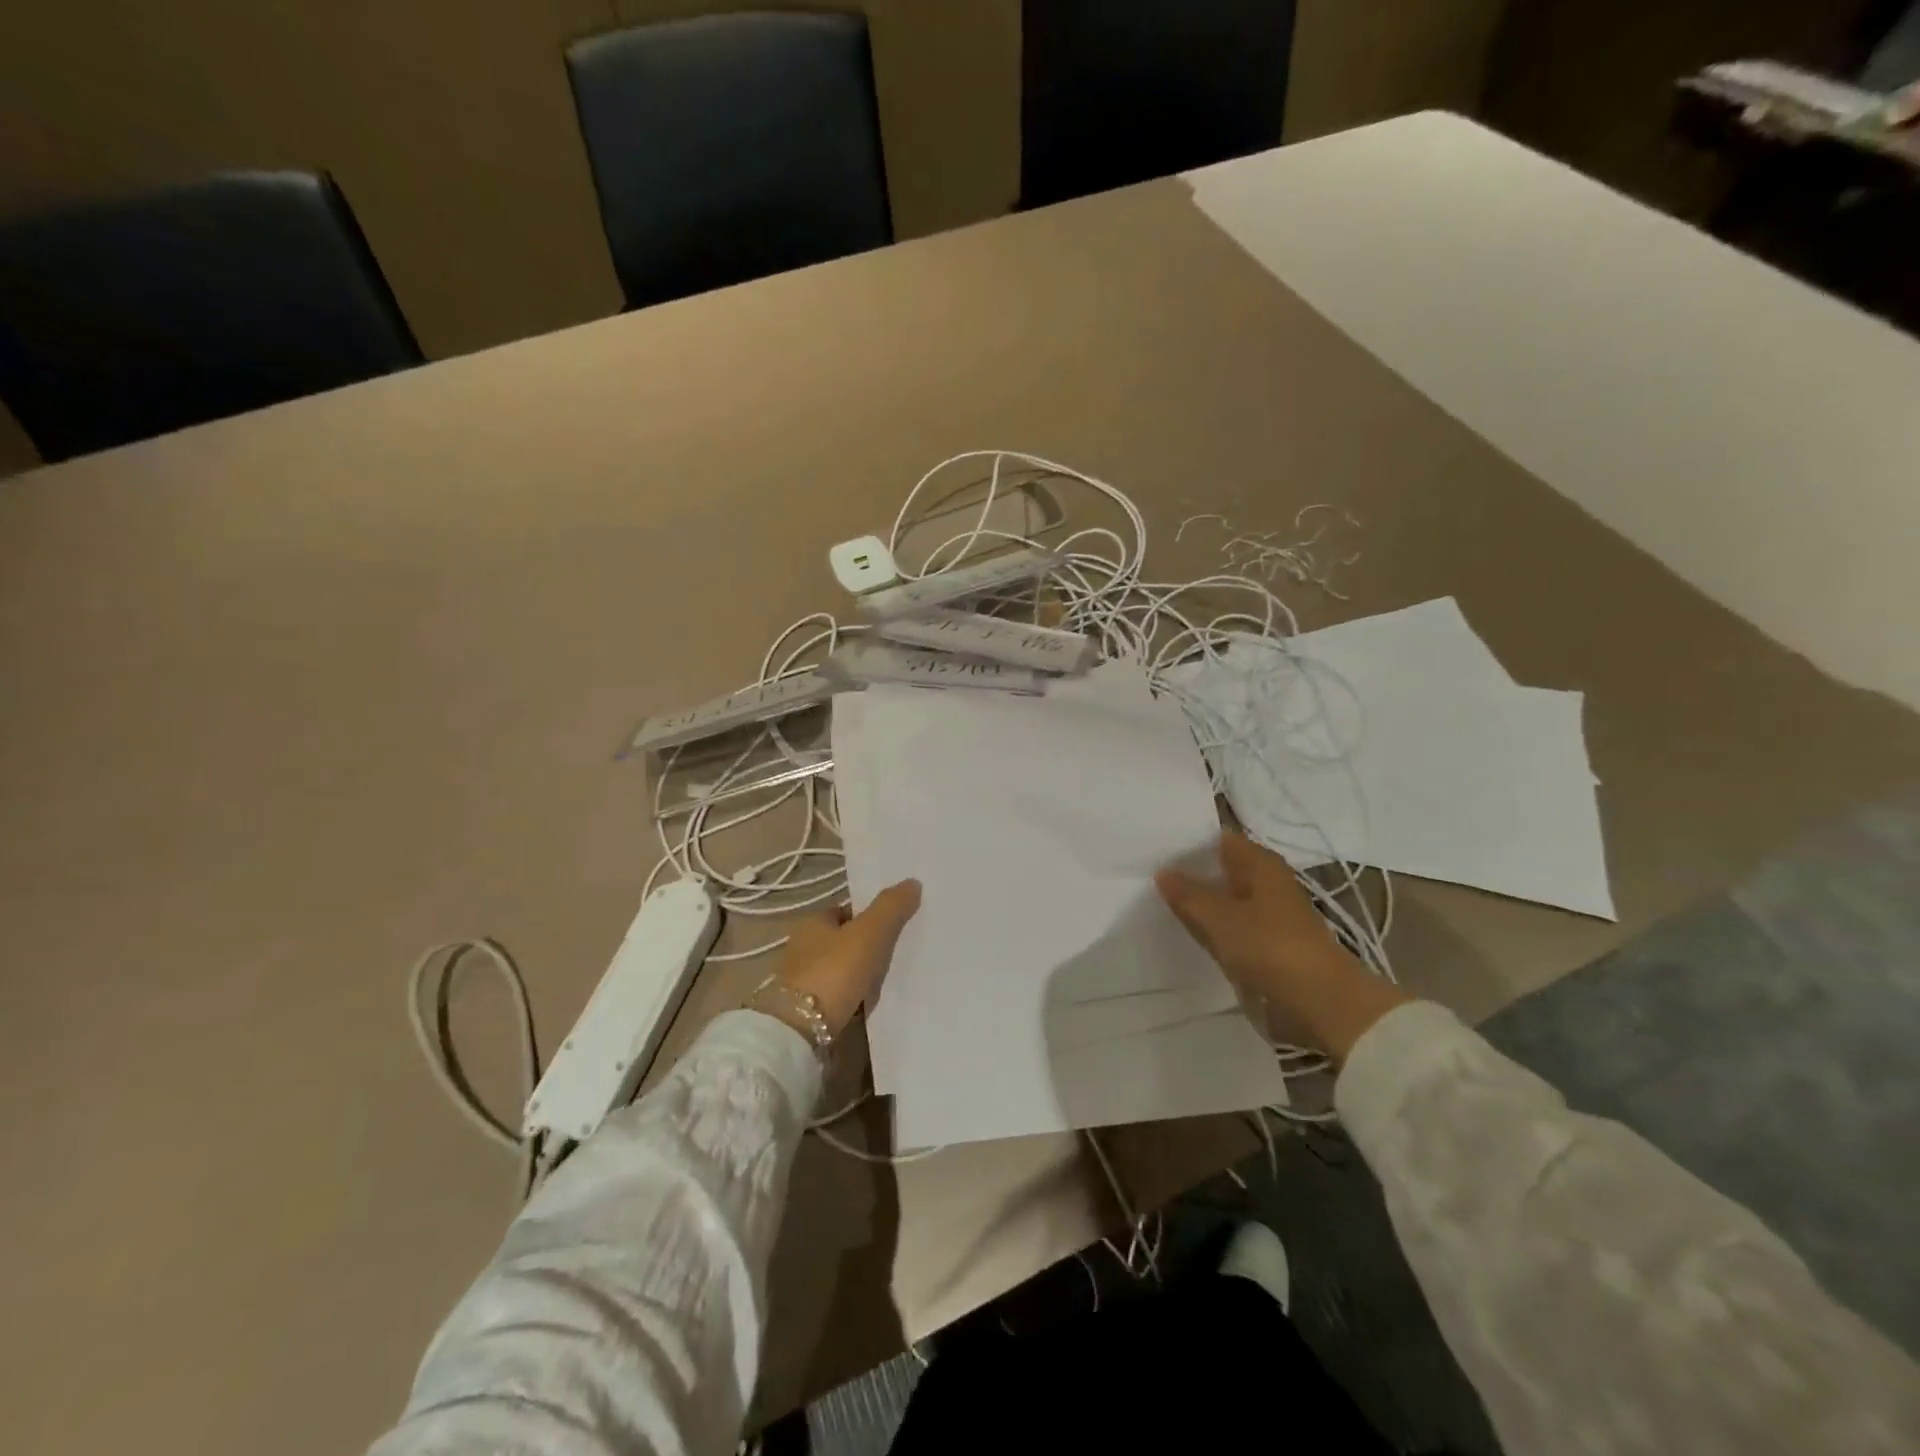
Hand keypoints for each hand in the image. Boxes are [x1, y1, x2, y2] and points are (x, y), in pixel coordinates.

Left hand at [773, 879, 921, 1034]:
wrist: (799, 1032)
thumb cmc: (833, 972)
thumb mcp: (868, 934)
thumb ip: (891, 908)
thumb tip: (913, 882)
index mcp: (812, 923)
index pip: (846, 911)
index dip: (870, 916)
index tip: (895, 926)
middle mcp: (803, 948)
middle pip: (844, 941)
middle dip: (868, 947)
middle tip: (899, 954)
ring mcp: (803, 981)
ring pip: (843, 970)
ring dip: (862, 975)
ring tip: (891, 981)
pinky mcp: (807, 1010)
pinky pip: (840, 996)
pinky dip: (854, 998)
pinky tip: (871, 1004)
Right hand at [1155, 833, 1408, 1062]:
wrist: (1323, 1003)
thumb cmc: (1271, 948)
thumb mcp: (1220, 919)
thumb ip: (1188, 894)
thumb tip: (1163, 871)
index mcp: (1261, 864)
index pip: (1220, 840)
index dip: (1189, 843)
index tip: (1156, 849)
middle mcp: (1268, 882)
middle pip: (1223, 870)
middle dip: (1191, 874)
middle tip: (1150, 876)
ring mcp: (1271, 914)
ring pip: (1227, 900)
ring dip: (1202, 903)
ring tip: (1161, 903)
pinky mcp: (1271, 944)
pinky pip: (1234, 926)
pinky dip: (1215, 927)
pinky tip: (1190, 933)